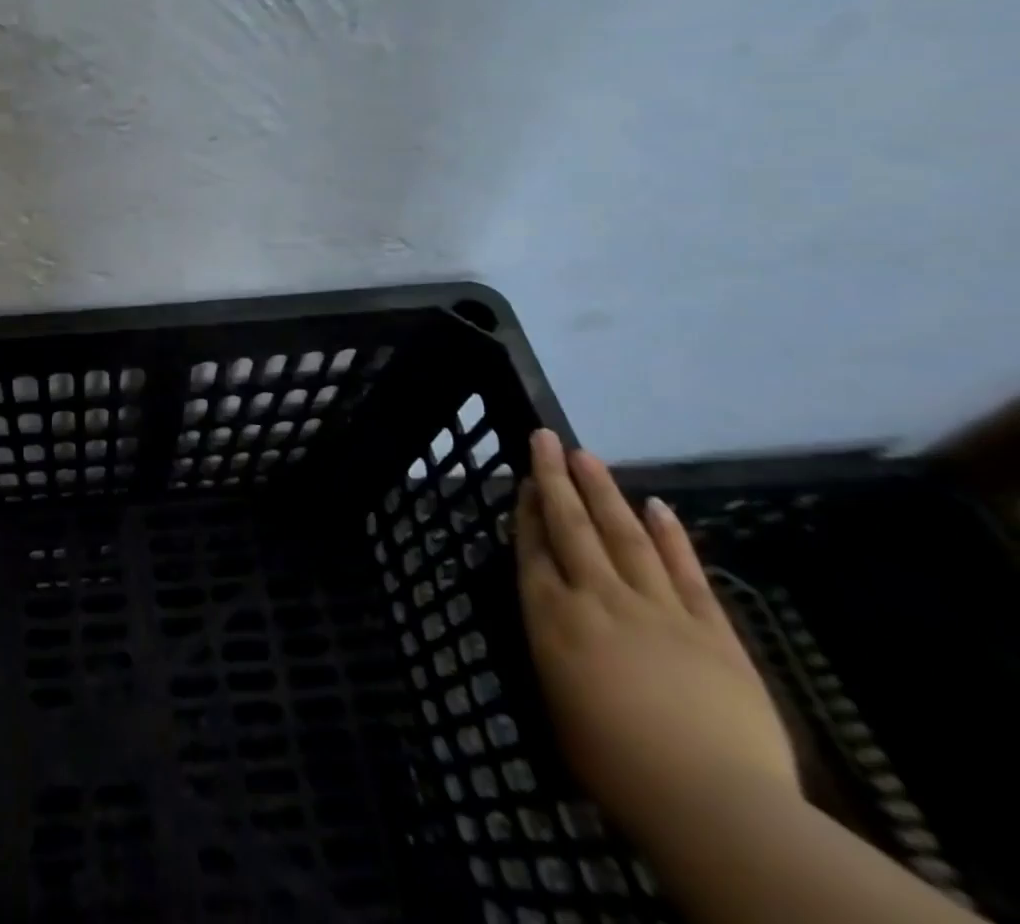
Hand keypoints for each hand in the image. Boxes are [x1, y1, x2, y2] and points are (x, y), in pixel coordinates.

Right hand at [515, 429, 795, 841]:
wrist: (714, 804)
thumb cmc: (617, 766)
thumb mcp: (558, 705)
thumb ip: (554, 651)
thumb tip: (557, 621)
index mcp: (553, 618)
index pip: (533, 549)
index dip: (528, 510)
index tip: (526, 480)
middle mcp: (597, 597)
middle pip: (572, 526)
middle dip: (556, 478)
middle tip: (545, 437)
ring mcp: (657, 608)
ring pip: (624, 535)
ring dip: (604, 492)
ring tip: (587, 456)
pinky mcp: (711, 629)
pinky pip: (686, 572)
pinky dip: (671, 537)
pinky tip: (658, 507)